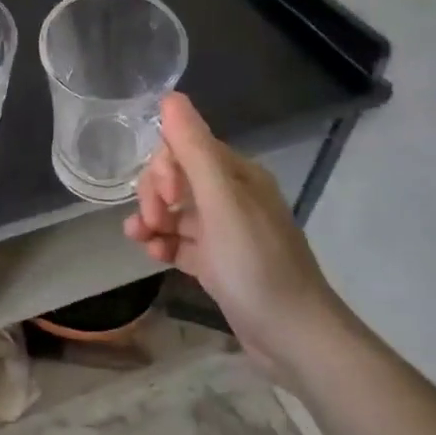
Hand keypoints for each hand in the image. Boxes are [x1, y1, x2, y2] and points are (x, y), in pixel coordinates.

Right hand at [125, 92, 346, 383]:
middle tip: (149, 222)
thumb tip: (171, 97)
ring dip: (152, 219)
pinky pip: (181, 241)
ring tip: (140, 240)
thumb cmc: (257, 264)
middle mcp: (232, 197)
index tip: (161, 196)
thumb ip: (194, 149)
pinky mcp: (218, 262)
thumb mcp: (221, 202)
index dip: (163, 167)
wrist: (294, 338)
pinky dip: (163, 243)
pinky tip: (152, 255)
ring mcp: (225, 232)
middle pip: (177, 178)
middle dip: (154, 194)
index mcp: (237, 175)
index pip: (185, 148)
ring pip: (175, 211)